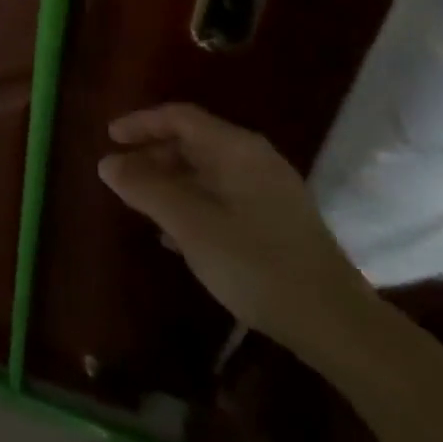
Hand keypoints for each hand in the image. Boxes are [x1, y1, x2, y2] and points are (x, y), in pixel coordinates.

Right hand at [96, 104, 371, 351]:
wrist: (335, 324)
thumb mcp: (189, 223)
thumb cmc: (255, 262)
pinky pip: (222, 198)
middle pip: (193, 142)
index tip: (110, 139)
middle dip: (152, 156)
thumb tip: (107, 163)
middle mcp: (255, 160)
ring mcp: (269, 192)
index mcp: (236, 149)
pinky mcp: (277, 223)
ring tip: (140, 205)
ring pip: (206, 173)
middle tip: (120, 177)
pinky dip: (192, 204)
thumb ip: (145, 189)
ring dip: (170, 183)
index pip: (180, 117)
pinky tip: (175, 235)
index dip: (141, 123)